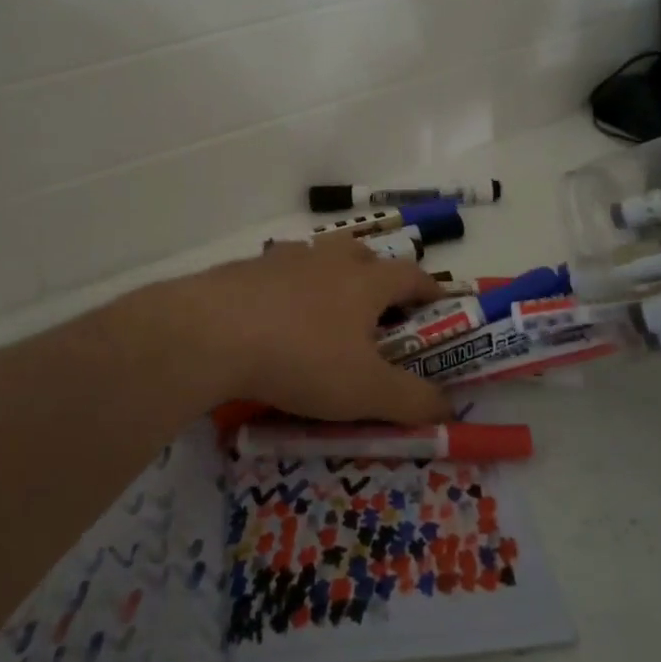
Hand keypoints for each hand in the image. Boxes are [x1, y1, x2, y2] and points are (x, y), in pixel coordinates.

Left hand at [137, 239, 453, 425]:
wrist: (212, 334)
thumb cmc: (302, 359)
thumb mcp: (365, 392)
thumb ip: (412, 401)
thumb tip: (449, 408)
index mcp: (364, 282)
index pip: (410, 275)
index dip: (429, 289)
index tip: (439, 303)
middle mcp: (327, 260)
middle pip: (362, 253)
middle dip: (376, 275)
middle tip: (377, 307)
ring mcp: (281, 260)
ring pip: (316, 258)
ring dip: (329, 276)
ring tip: (324, 310)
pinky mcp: (243, 270)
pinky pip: (275, 273)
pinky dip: (285, 289)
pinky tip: (273, 317)